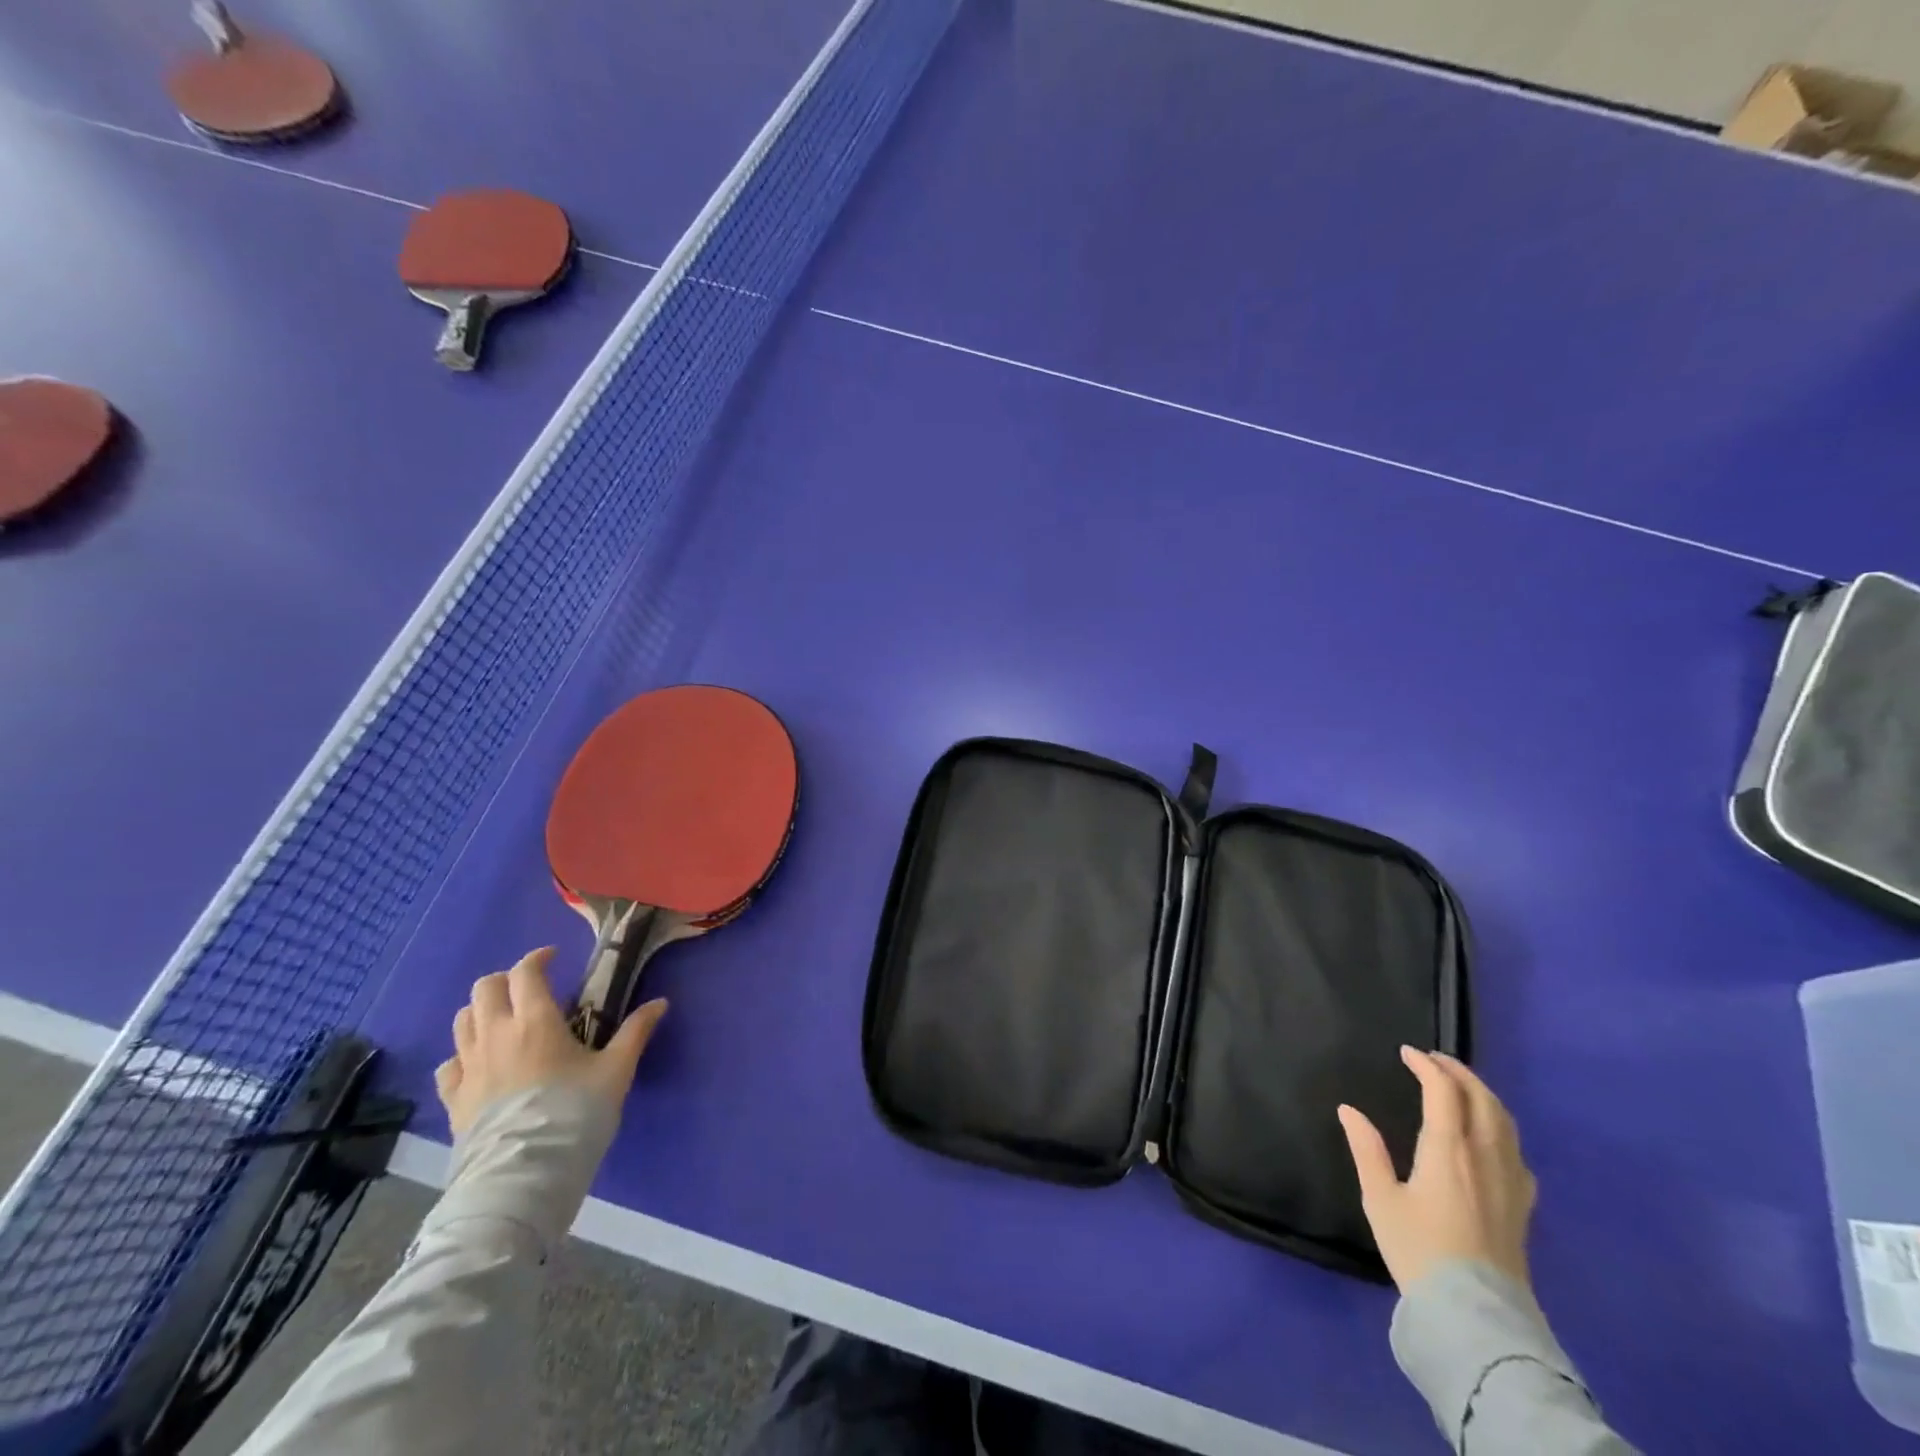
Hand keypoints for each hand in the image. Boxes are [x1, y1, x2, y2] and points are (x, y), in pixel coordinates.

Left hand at [435, 946, 667, 1137]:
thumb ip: (635, 1032)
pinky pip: (448, 1065)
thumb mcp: (616, 1071)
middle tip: (531, 989)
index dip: (537, 958)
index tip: (554, 958)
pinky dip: (462, 1055)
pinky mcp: (453, 1100)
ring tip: (506, 1021)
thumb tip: (661, 1002)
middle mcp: (495, 1035)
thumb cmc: (575, 1114)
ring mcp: (468, 1068)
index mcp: (535, 1020)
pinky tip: (480, 1064)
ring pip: (462, 1021)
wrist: (524, 1176)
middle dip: (507, 980)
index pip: (524, 972)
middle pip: (485, 989)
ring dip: (482, 1012)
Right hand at [1337, 1046, 1536, 1294]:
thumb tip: (1349, 1110)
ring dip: (1482, 1094)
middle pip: (1481, 1098)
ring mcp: (1510, 1181)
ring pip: (1504, 1121)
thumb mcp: (1380, 1199)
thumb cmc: (1419, 1251)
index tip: (1406, 1053)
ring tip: (1460, 1087)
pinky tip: (1489, 1137)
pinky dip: (1499, 1126)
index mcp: (1448, 1150)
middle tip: (1434, 1060)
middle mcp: (1484, 1156)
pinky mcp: (1522, 1205)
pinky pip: (1516, 1150)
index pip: (1443, 1091)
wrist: (1476, 1315)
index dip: (1426, 1066)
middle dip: (1458, 1072)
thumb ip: (1366, 1150)